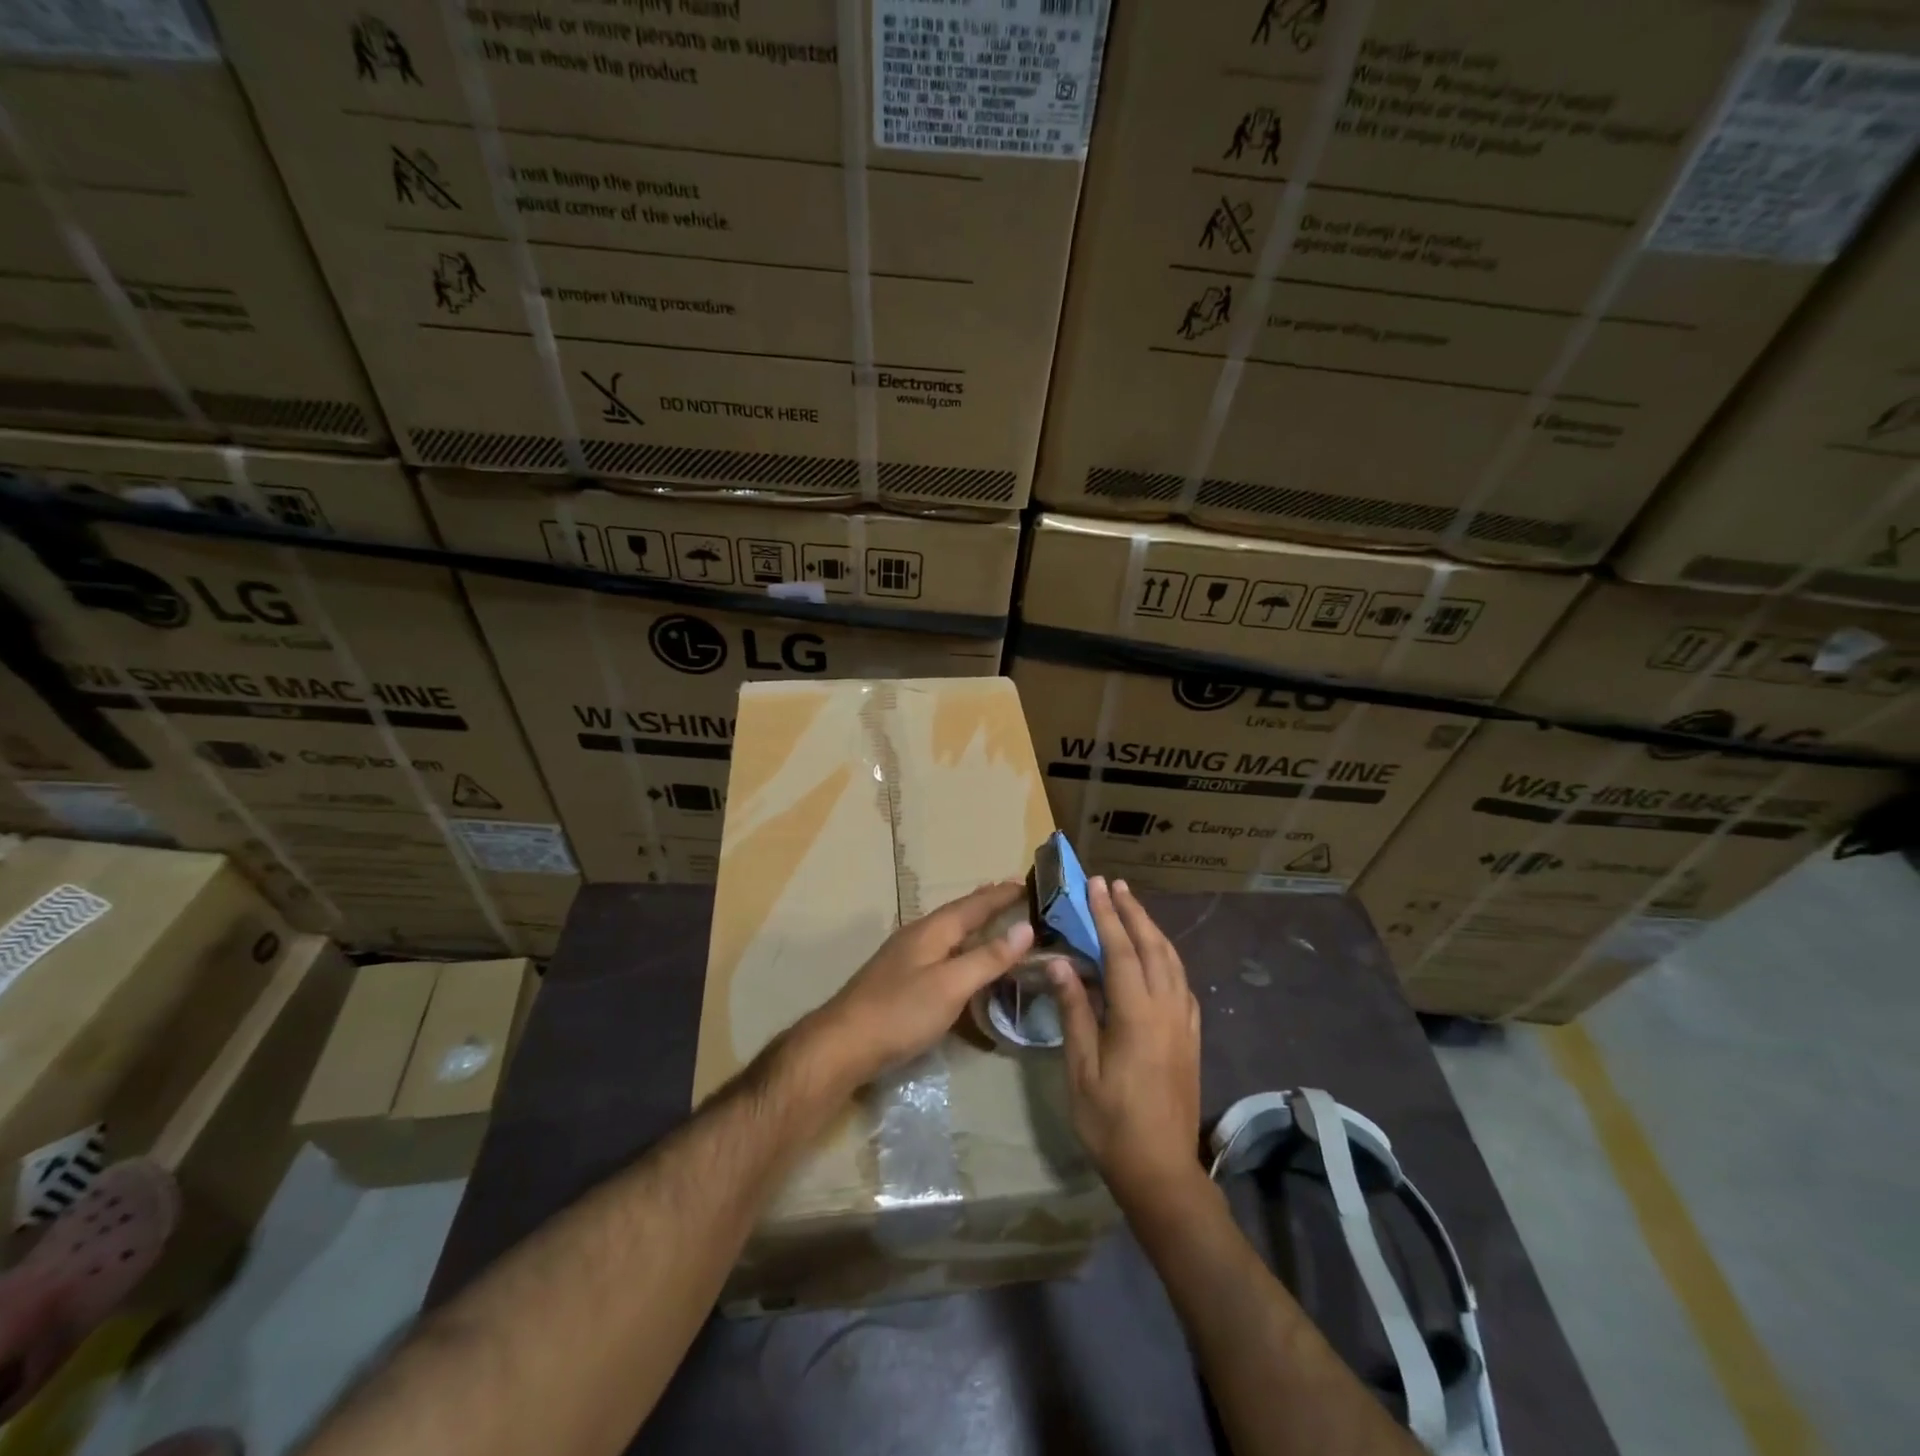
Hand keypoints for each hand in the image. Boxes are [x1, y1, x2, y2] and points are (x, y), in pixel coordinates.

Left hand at [798, 881, 1034, 1090]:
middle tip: (1016, 896)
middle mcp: (919, 935)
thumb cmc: (901, 1012)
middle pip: (960, 913)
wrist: (843, 1045)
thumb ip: (988, 957)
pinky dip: (962, 948)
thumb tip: (1025, 927)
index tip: (1028, 882)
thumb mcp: (951, 985)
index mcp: (932, 930)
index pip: (975, 904)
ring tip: (997, 923)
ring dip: (974, 925)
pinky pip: (942, 952)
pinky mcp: (901, 979)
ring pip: (949, 932)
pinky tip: (964, 960)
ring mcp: (906, 957)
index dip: (1002, 894)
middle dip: (988, 903)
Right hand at [1047, 877, 1202, 1210]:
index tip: (1096, 884)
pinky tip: (1158, 958)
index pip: (1120, 950)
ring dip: (1152, 930)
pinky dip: (1168, 958)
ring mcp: (1184, 1022)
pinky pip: (1182, 983)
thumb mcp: (1081, 1068)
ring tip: (1133, 908)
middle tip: (1114, 884)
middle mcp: (1167, 1008)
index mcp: (1136, 1014)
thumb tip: (1060, 963)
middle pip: (1152, 946)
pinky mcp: (1192, 1036)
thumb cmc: (1110, 1122)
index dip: (1107, 914)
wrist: (1161, 1170)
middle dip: (1132, 912)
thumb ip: (1075, 1011)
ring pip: (1172, 961)